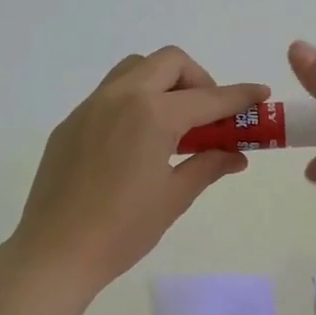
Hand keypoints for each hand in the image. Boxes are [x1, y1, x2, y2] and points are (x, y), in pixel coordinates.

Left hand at [10, 47, 267, 288]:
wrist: (55, 252)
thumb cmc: (123, 230)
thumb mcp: (174, 198)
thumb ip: (208, 166)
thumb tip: (235, 155)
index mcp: (152, 115)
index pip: (208, 97)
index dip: (239, 96)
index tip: (260, 95)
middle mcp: (121, 97)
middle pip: (169, 62)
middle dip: (198, 80)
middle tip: (209, 115)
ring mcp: (90, 107)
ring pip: (135, 69)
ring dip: (163, 83)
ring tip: (173, 124)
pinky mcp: (70, 123)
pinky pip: (109, 94)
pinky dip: (134, 101)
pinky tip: (136, 141)